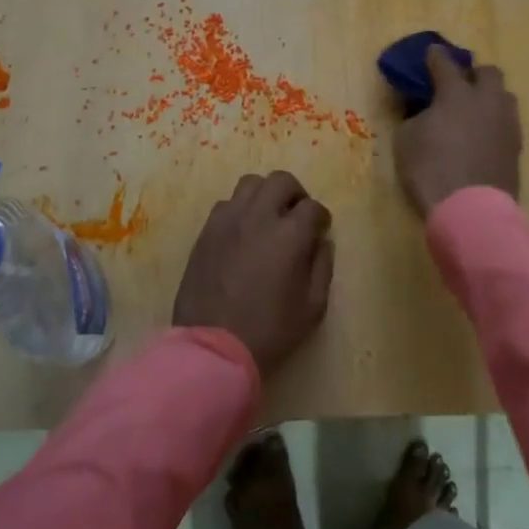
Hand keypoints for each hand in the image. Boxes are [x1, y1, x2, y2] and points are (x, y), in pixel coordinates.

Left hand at [173, 172, 333, 375]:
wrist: (213, 347)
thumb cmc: (269, 331)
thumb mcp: (312, 307)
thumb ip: (322, 267)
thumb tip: (321, 242)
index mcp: (289, 235)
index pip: (313, 207)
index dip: (321, 218)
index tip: (320, 232)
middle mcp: (258, 217)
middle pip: (281, 181)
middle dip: (295, 194)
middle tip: (296, 216)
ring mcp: (228, 220)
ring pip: (251, 184)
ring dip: (265, 195)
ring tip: (267, 218)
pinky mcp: (207, 231)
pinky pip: (226, 204)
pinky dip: (240, 210)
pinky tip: (242, 233)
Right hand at [395, 46, 521, 216]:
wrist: (470, 210)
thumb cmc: (430, 170)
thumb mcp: (406, 140)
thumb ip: (415, 116)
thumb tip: (425, 111)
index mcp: (456, 93)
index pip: (445, 63)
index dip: (435, 56)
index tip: (431, 53)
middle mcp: (487, 100)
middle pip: (488, 72)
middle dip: (474, 74)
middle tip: (459, 85)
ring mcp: (506, 123)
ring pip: (504, 96)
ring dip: (489, 97)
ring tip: (474, 112)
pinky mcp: (517, 147)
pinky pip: (507, 122)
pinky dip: (495, 123)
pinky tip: (483, 135)